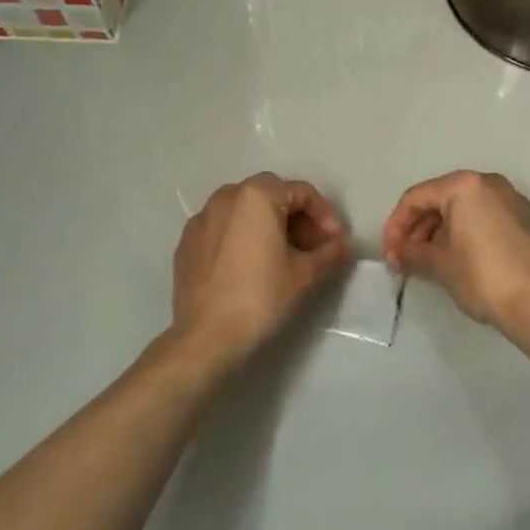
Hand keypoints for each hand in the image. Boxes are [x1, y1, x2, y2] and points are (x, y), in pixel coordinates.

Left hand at [172, 174, 351, 363]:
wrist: (206, 337)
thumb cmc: (260, 297)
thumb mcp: (305, 274)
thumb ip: (329, 253)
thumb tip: (342, 247)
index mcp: (257, 196)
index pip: (302, 192)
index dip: (325, 215)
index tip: (336, 241)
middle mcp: (226, 196)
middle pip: (272, 194)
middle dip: (296, 216)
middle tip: (312, 245)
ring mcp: (201, 218)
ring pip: (244, 208)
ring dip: (268, 223)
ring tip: (282, 254)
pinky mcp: (186, 241)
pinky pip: (223, 227)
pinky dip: (242, 235)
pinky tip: (250, 263)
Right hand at [381, 171, 529, 327]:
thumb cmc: (480, 275)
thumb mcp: (438, 264)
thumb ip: (412, 252)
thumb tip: (399, 255)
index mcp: (464, 185)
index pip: (416, 198)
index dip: (395, 225)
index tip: (389, 254)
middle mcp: (489, 183)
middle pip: (440, 199)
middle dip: (417, 229)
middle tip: (404, 259)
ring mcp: (511, 200)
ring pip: (463, 209)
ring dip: (439, 232)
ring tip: (426, 261)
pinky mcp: (525, 220)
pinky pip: (484, 218)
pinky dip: (464, 233)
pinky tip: (454, 258)